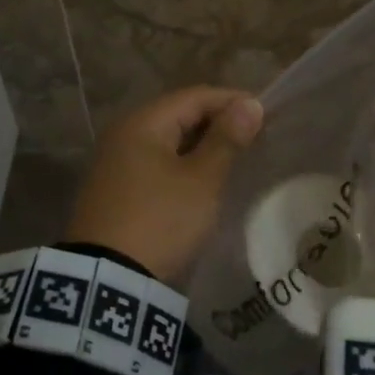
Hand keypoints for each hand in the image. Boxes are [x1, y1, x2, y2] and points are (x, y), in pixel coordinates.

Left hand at [66, 86, 264, 283]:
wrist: (109, 277)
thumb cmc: (161, 219)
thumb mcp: (201, 180)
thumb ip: (226, 140)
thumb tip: (249, 104)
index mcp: (143, 123)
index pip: (195, 96)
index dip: (232, 101)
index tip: (265, 116)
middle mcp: (123, 133)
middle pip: (178, 115)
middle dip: (217, 122)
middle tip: (254, 138)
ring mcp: (115, 161)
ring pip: (167, 140)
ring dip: (201, 144)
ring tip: (233, 158)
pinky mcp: (115, 187)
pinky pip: (155, 162)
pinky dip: (182, 163)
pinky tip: (201, 178)